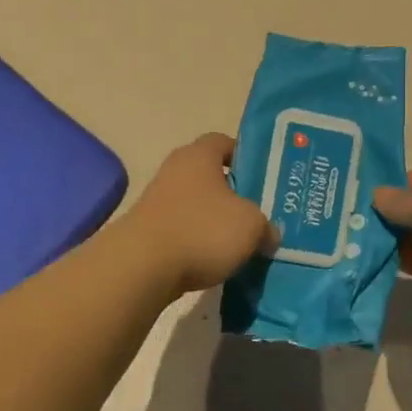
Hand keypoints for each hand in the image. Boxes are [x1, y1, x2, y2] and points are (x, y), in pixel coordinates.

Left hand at [129, 134, 276, 295]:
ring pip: (196, 205)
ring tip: (240, 242)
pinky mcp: (148, 230)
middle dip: (233, 193)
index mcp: (199, 155)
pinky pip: (183, 230)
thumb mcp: (251, 225)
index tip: (263, 178)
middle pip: (210, 175)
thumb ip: (265, 225)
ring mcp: (157, 200)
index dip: (245, 156)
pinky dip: (198, 242)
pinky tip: (215, 261)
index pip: (224, 142)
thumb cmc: (202, 230)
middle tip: (258, 213)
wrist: (142, 267)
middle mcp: (175, 170)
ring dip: (215, 221)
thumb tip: (269, 234)